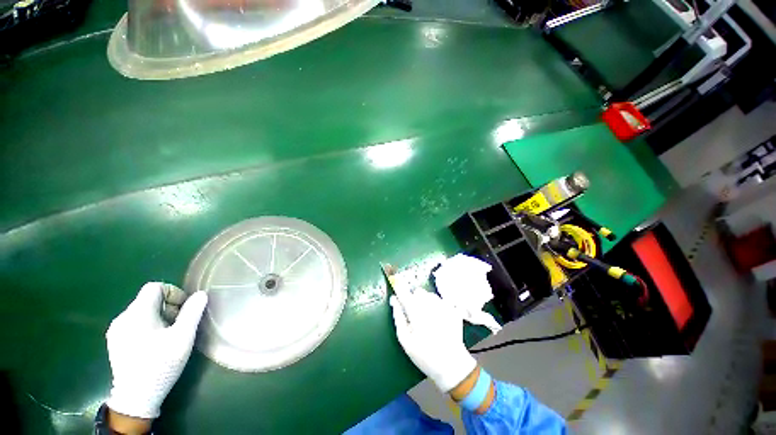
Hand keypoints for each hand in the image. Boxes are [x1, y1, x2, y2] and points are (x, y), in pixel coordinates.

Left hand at [106, 282, 207, 418]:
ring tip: (169, 336)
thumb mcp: (183, 337)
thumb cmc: (161, 364)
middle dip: (168, 307)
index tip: (184, 309)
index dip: (173, 292)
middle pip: (148, 300)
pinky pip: (134, 324)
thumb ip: (192, 312)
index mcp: (137, 313)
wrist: (136, 397)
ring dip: (159, 317)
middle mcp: (122, 318)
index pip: (154, 287)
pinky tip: (154, 344)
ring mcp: (116, 331)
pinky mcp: (114, 342)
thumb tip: (201, 294)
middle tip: (180, 325)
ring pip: (141, 312)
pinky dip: (148, 326)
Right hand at [390, 290, 476, 391]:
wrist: (452, 365)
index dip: (399, 286)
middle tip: (414, 313)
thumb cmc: (424, 355)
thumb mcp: (405, 340)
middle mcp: (430, 304)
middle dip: (414, 298)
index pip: (404, 292)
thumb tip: (393, 300)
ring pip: (430, 295)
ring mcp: (444, 305)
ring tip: (428, 318)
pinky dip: (437, 306)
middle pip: (418, 291)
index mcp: (416, 311)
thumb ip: (398, 317)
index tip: (395, 282)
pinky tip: (438, 319)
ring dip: (426, 301)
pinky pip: (441, 300)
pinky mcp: (453, 309)